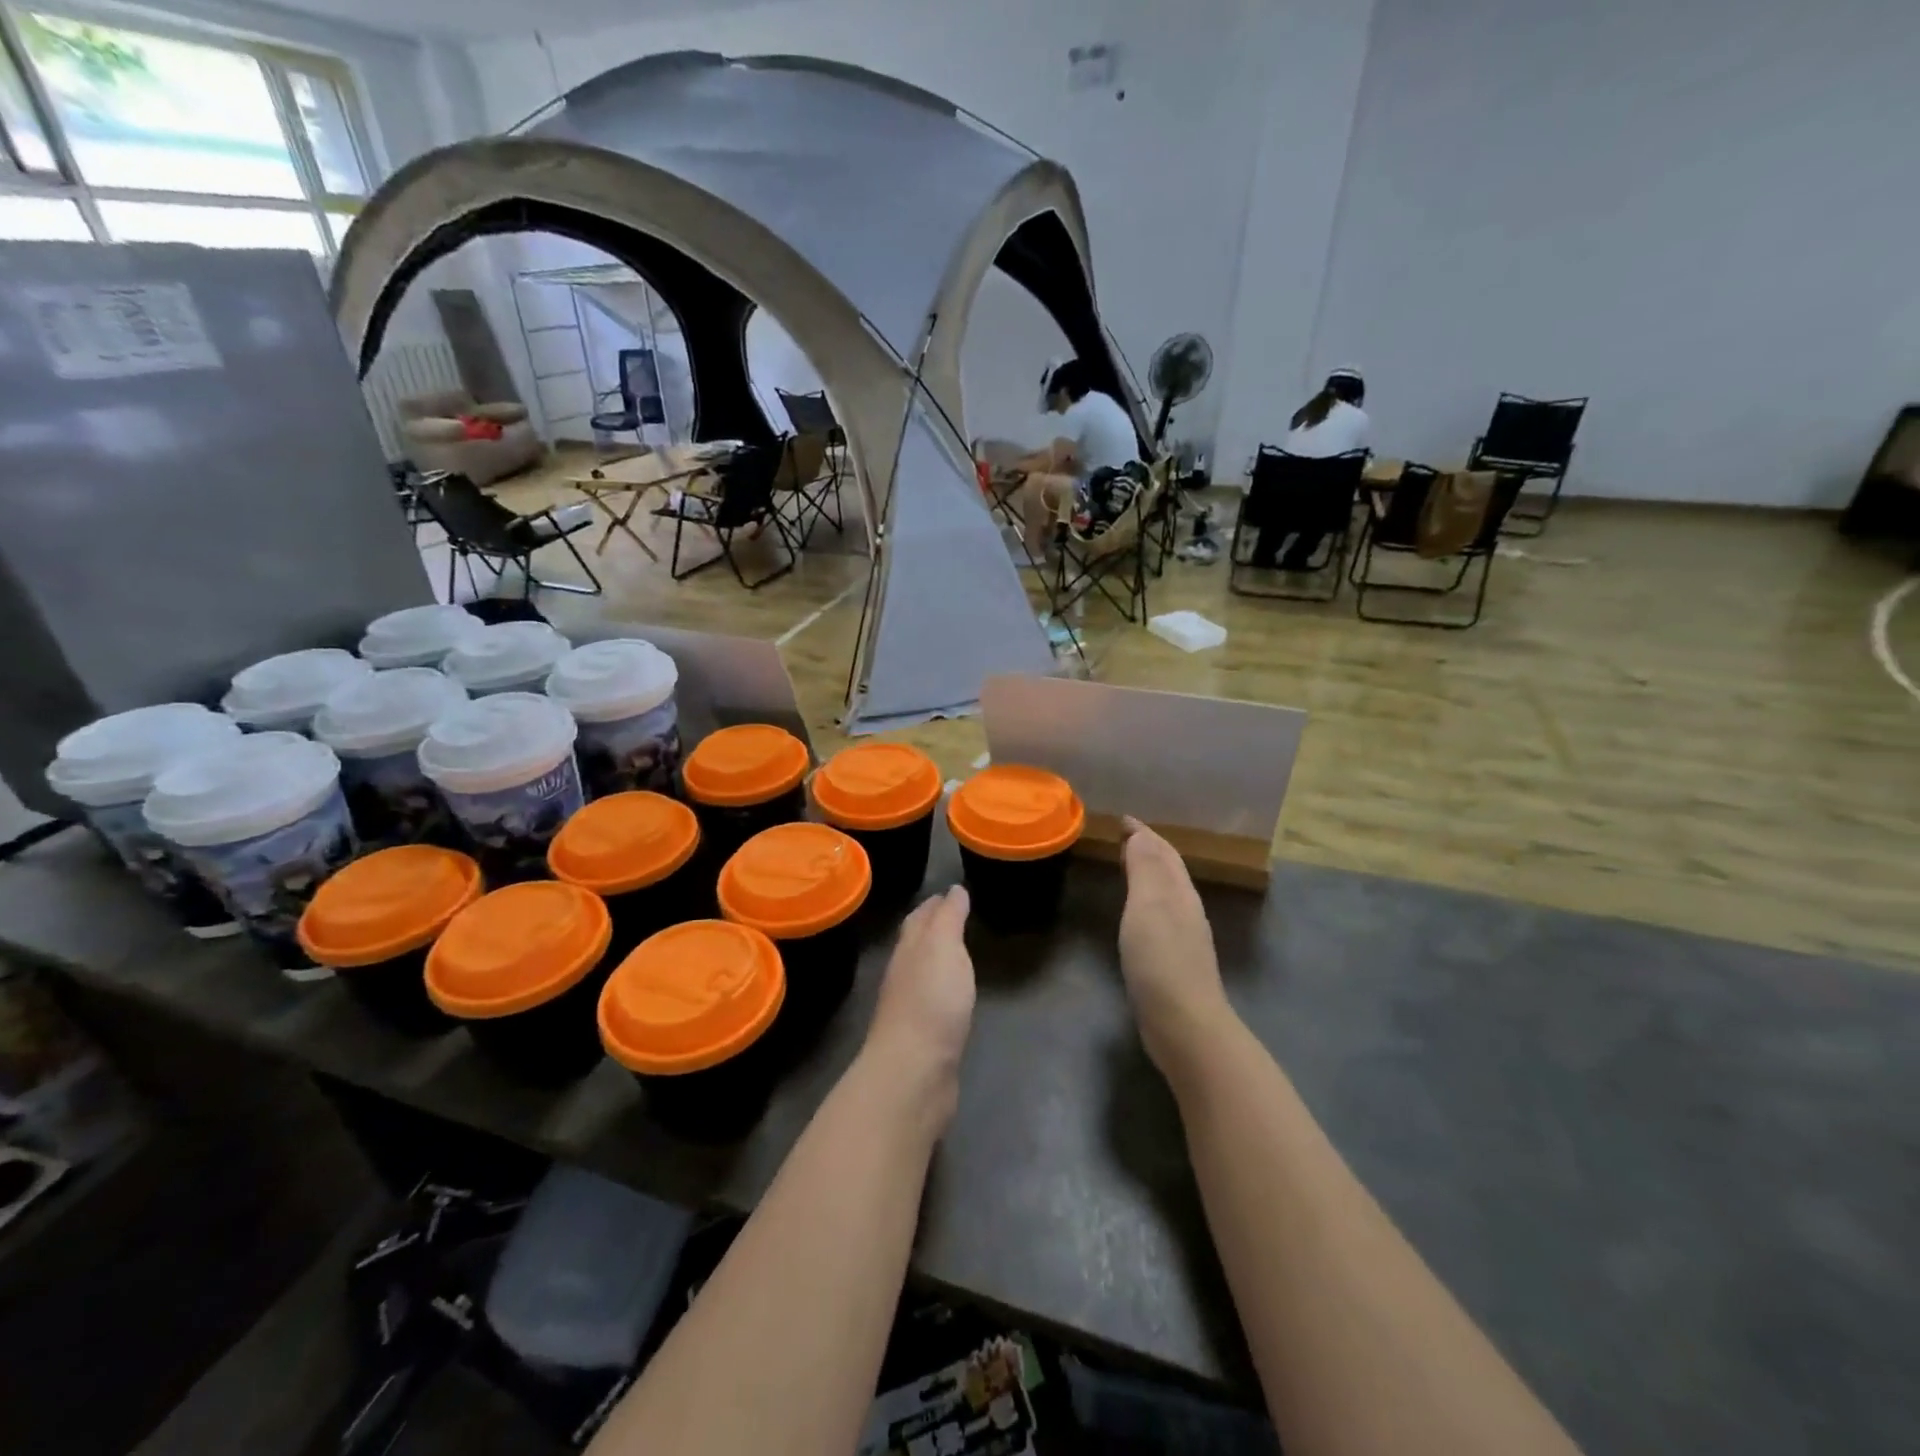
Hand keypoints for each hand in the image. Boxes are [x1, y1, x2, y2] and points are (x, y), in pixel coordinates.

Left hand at [864, 886, 976, 1110]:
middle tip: (958, 915)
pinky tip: (955, 994)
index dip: (935, 904)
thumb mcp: (943, 946)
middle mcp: (904, 973)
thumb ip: (949, 918)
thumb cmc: (931, 1000)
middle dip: (934, 927)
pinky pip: (934, 1001)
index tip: (954, 892)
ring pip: (924, 972)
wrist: (914, 1071)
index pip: (919, 917)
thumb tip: (953, 890)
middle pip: (917, 943)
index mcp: (908, 949)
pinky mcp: (922, 1037)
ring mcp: (910, 1007)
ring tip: (960, 950)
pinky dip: (944, 989)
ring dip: (939, 958)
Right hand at [1118, 818, 1232, 1075]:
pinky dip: (1146, 902)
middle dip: (1150, 850)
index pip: (1163, 852)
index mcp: (1180, 893)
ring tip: (1128, 867)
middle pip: (1170, 871)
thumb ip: (1145, 868)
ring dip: (1149, 874)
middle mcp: (1186, 910)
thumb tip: (1141, 834)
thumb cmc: (1161, 960)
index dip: (1144, 834)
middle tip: (1125, 837)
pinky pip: (1159, 916)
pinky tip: (1136, 916)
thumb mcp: (1149, 906)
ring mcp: (1184, 938)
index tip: (1123, 819)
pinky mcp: (1174, 963)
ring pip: (1167, 893)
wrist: (1185, 1025)